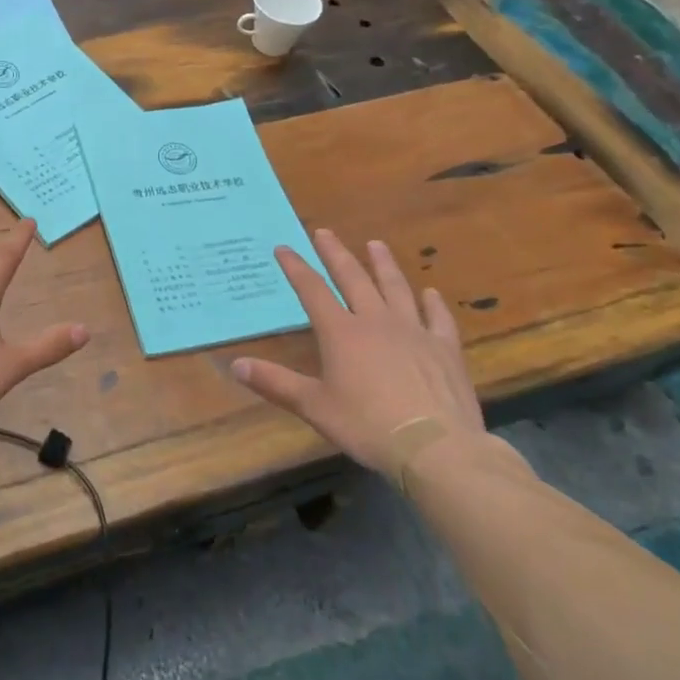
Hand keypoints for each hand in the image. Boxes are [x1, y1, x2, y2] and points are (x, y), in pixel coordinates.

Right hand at [232, 230, 481, 480]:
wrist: (435, 447)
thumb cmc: (367, 426)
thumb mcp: (314, 407)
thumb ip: (275, 383)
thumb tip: (235, 365)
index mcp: (341, 333)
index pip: (312, 290)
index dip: (296, 267)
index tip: (284, 247)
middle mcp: (376, 321)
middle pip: (353, 278)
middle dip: (336, 253)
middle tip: (325, 232)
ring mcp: (414, 331)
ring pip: (396, 288)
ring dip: (383, 264)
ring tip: (376, 244)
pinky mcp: (444, 348)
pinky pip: (437, 318)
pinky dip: (433, 303)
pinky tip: (430, 292)